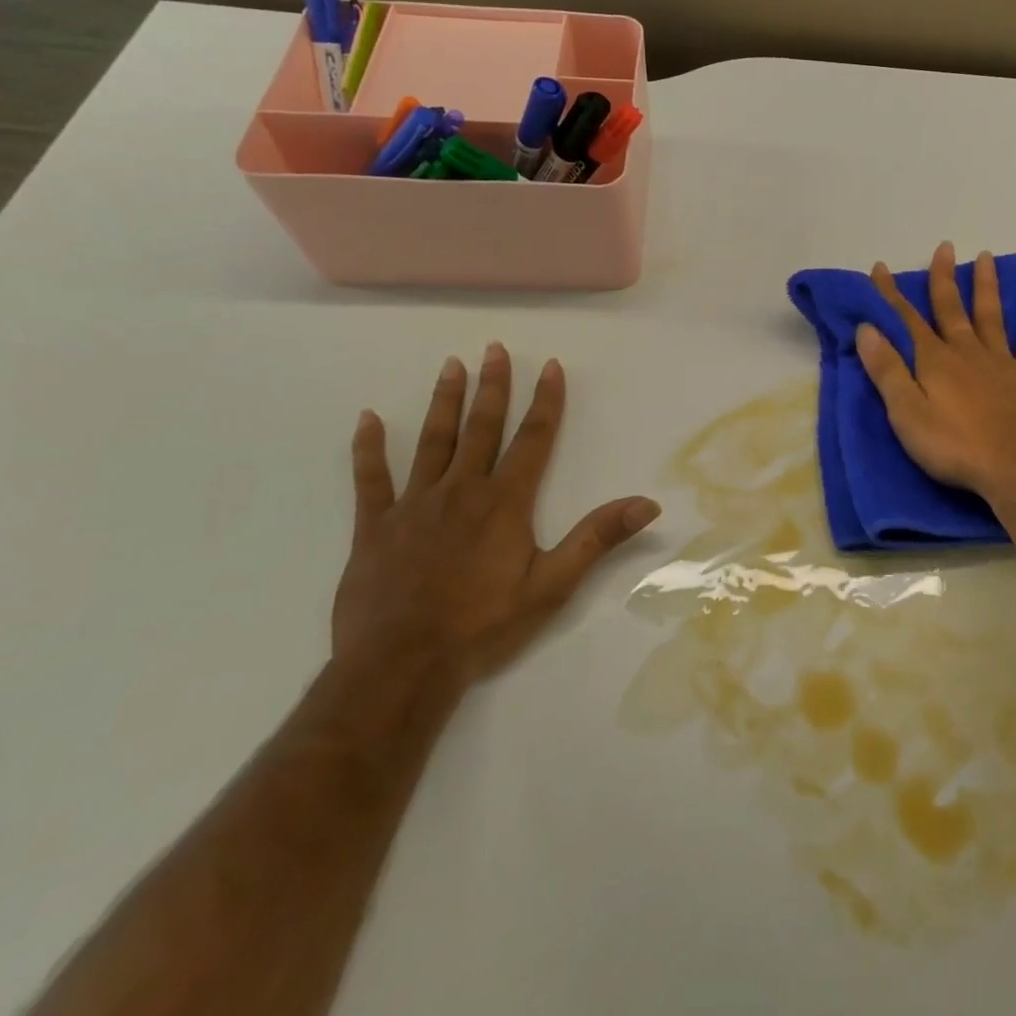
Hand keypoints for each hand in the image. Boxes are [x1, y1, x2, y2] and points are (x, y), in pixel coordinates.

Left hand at [333, 344, 660, 687]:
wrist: (401, 666)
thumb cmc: (484, 625)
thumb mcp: (553, 585)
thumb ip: (598, 538)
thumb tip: (648, 503)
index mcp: (505, 502)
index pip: (533, 439)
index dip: (545, 401)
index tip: (550, 365)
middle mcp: (461, 490)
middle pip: (482, 428)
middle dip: (493, 386)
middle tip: (495, 348)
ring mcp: (414, 505)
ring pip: (432, 441)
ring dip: (444, 401)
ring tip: (451, 366)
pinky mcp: (375, 526)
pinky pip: (370, 479)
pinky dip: (368, 448)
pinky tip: (367, 419)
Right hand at [855, 243, 1015, 501]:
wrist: (1015, 468)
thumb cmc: (953, 446)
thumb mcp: (906, 413)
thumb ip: (887, 370)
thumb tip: (867, 328)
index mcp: (934, 360)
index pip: (906, 319)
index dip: (891, 293)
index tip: (880, 268)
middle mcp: (966, 351)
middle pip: (950, 308)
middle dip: (943, 277)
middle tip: (944, 247)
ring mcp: (1001, 361)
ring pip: (990, 315)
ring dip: (986, 285)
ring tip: (986, 257)